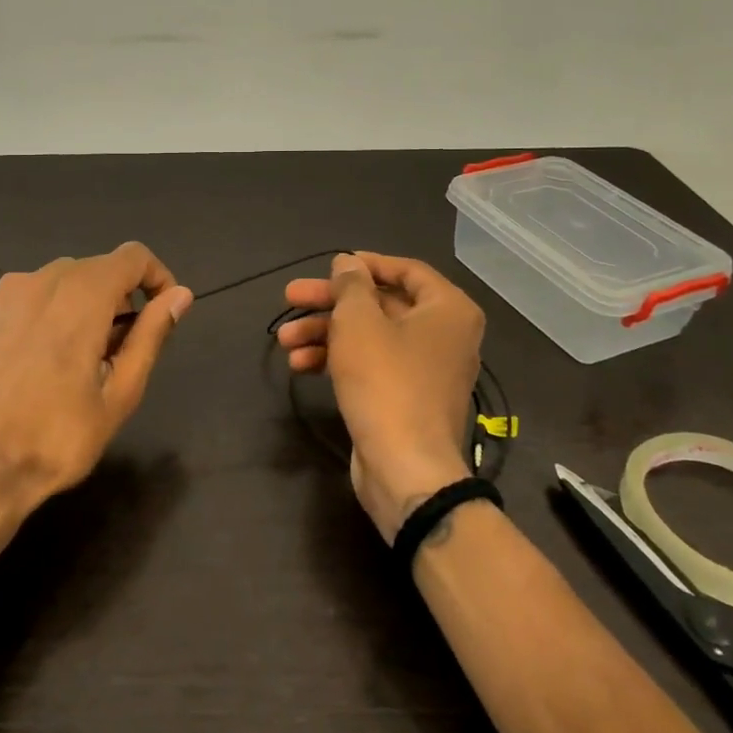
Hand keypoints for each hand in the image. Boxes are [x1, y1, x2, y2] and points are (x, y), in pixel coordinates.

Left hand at [0, 243, 192, 546]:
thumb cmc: (57, 438)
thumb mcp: (119, 393)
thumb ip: (151, 335)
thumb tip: (181, 295)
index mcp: (81, 296)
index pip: (133, 256)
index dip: (158, 277)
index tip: (163, 314)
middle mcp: (43, 280)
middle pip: (100, 267)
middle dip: (123, 297)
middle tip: (123, 352)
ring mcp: (8, 294)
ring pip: (67, 279)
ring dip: (90, 304)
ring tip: (87, 359)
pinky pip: (36, 293)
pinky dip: (57, 310)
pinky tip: (49, 358)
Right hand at [278, 252, 484, 542]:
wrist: (405, 469)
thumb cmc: (386, 381)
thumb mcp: (358, 322)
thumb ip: (350, 285)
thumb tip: (348, 263)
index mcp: (448, 309)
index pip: (405, 270)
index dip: (363, 265)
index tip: (327, 266)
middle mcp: (444, 335)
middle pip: (380, 304)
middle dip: (331, 303)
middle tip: (290, 298)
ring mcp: (426, 370)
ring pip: (371, 337)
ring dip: (326, 333)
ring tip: (284, 340)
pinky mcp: (407, 399)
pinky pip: (372, 366)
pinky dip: (339, 360)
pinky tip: (301, 365)